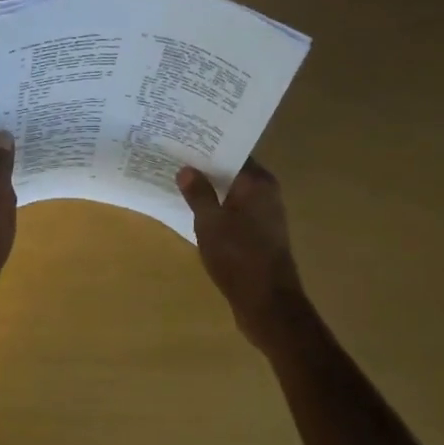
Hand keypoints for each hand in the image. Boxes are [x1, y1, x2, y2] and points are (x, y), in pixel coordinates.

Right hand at [178, 159, 307, 346]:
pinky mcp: (261, 235)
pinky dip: (218, 209)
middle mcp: (266, 193)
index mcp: (258, 183)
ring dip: (211, 190)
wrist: (268, 304)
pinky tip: (195, 211)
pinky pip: (235, 212)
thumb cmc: (238, 257)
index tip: (183, 140)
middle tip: (174, 158)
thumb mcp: (210, 223)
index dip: (208, 146)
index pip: (233, 152)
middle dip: (206, 167)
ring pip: (233, 193)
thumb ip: (198, 193)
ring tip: (179, 182)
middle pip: (233, 172)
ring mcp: (265, 215)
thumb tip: (187, 169)